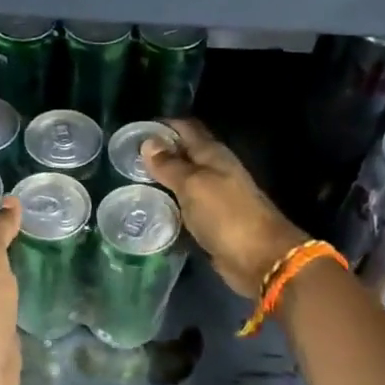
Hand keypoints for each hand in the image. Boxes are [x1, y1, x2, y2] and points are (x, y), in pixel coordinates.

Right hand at [142, 119, 307, 297]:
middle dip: (158, 154)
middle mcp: (214, 172)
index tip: (133, 131)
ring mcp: (214, 198)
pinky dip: (169, 205)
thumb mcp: (193, 185)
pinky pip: (184, 207)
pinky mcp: (210, 222)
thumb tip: (148, 142)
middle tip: (125, 159)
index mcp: (213, 155)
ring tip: (131, 184)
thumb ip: (170, 165)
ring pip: (183, 182)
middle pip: (184, 155)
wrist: (259, 258)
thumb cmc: (226, 215)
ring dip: (162, 181)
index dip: (162, 126)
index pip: (186, 129)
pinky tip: (149, 210)